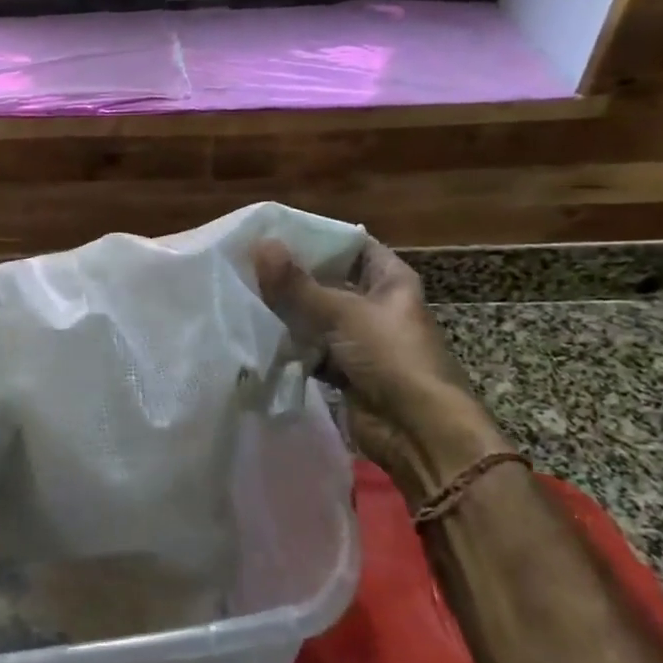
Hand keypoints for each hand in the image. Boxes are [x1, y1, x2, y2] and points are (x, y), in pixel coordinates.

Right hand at [253, 238, 509, 499]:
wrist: (419, 432)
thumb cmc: (391, 357)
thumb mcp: (342, 313)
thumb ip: (296, 283)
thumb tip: (259, 244)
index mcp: (390, 279)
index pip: (351, 244)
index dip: (317, 236)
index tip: (275, 231)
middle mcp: (376, 304)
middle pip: (329, 280)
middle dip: (293, 274)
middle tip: (248, 261)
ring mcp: (361, 339)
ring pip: (317, 316)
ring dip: (288, 311)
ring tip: (244, 292)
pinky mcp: (346, 370)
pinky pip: (311, 348)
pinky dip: (290, 344)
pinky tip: (257, 332)